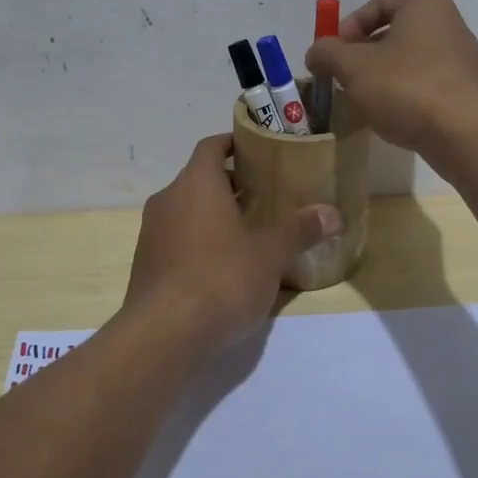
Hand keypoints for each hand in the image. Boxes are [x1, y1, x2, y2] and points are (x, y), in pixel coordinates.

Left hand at [125, 135, 341, 340]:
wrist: (164, 333)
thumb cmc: (221, 277)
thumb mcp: (270, 254)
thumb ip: (299, 229)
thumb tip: (332, 213)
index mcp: (196, 183)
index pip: (211, 146)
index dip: (233, 144)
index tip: (257, 152)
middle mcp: (168, 199)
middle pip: (200, 179)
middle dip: (230, 186)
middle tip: (264, 198)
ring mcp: (152, 232)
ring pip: (186, 211)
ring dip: (212, 216)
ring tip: (247, 234)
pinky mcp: (145, 264)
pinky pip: (175, 240)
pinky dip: (197, 242)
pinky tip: (222, 268)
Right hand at [304, 0, 477, 154]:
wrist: (463, 133)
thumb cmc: (405, 87)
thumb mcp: (353, 67)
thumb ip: (327, 54)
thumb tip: (316, 52)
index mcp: (425, 5)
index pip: (379, 3)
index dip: (349, 26)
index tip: (334, 54)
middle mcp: (450, 22)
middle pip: (396, 30)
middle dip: (365, 53)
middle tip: (345, 77)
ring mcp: (464, 57)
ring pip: (411, 58)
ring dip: (384, 74)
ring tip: (367, 99)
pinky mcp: (469, 89)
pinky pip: (428, 82)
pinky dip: (407, 92)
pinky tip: (395, 114)